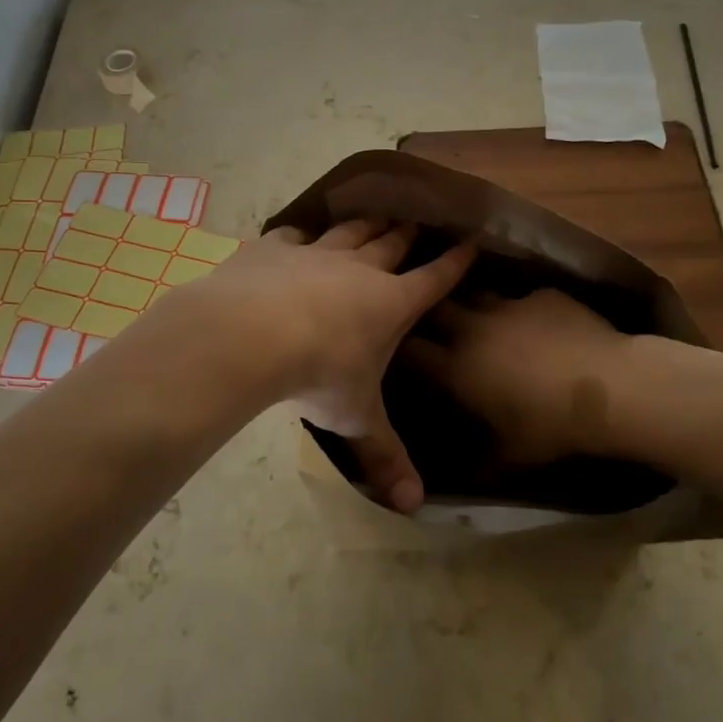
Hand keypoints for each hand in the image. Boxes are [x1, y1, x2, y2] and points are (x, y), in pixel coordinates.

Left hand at [178, 220, 474, 511]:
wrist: (251, 333)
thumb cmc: (319, 374)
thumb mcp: (356, 419)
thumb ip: (384, 456)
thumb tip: (413, 505)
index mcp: (391, 303)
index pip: (434, 278)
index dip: (455, 262)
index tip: (471, 243)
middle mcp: (360, 269)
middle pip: (393, 243)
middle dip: (409, 233)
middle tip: (419, 222)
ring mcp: (316, 252)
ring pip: (350, 231)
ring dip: (365, 224)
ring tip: (375, 216)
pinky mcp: (275, 248)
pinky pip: (293, 235)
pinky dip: (301, 236)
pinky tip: (298, 237)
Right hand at [403, 288, 631, 465]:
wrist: (610, 388)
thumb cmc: (552, 427)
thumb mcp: (511, 456)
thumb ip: (481, 461)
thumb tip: (465, 476)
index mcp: (457, 368)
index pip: (411, 349)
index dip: (400, 347)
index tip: (398, 348)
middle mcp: (474, 329)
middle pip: (435, 307)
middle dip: (428, 311)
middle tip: (432, 322)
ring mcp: (509, 306)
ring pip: (476, 294)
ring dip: (473, 306)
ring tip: (482, 318)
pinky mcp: (542, 295)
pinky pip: (522, 298)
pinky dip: (522, 309)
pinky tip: (538, 322)